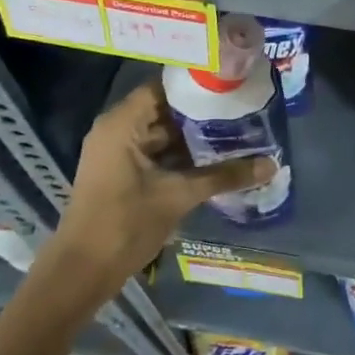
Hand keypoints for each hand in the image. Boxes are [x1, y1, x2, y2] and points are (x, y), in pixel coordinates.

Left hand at [41, 80, 272, 306]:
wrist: (82, 271)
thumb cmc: (125, 224)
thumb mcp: (179, 196)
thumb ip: (224, 176)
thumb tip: (271, 165)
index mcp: (122, 123)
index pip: (163, 86)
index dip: (196, 84)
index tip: (230, 83)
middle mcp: (116, 129)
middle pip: (163, 108)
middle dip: (200, 111)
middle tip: (240, 107)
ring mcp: (116, 152)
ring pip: (160, 133)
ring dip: (192, 135)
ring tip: (234, 130)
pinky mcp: (120, 172)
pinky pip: (153, 152)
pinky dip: (179, 154)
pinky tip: (212, 158)